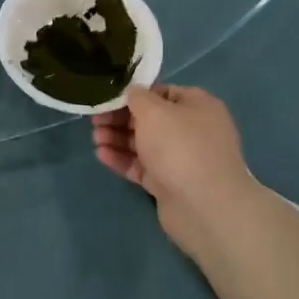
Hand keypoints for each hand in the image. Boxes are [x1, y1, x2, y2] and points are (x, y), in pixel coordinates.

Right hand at [92, 84, 263, 261]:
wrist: (204, 206)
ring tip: (95, 137)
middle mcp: (192, 130)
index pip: (162, 93)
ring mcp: (181, 159)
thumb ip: (137, 97)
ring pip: (144, 144)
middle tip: (95, 120)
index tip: (109, 98)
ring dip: (118, 138)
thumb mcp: (154, 111)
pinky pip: (142, 166)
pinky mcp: (169, 183)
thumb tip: (132, 92)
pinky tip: (101, 155)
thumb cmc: (180, 146)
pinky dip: (123, 159)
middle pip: (151, 119)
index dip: (135, 94)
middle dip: (121, 118)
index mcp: (197, 106)